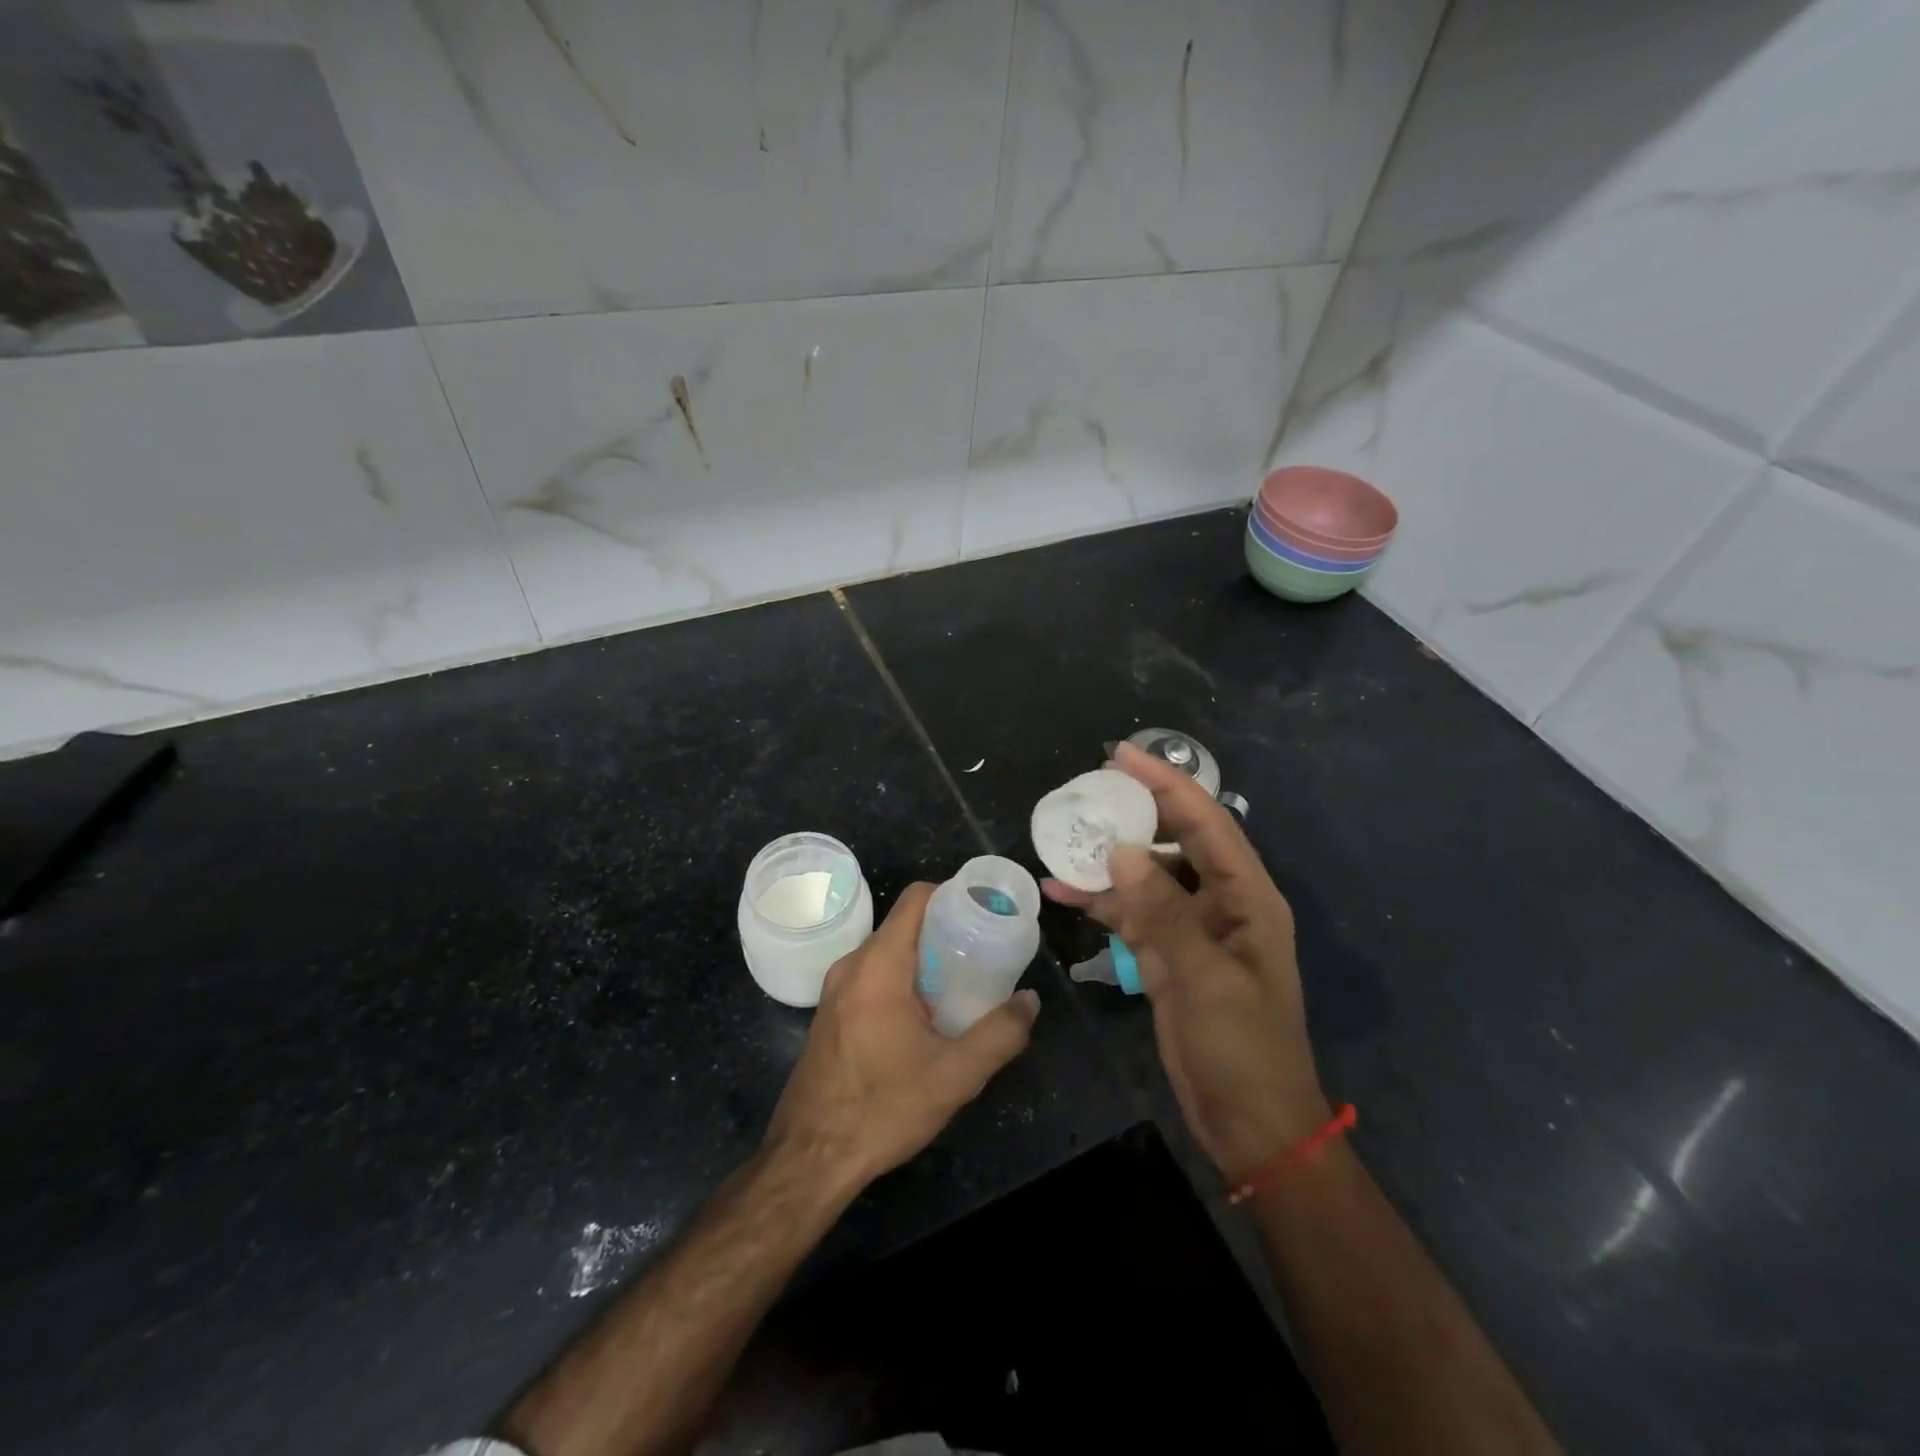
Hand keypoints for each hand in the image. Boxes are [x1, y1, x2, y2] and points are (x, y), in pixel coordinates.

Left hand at [765, 881, 1039, 1190]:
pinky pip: (872, 976)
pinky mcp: (830, 1013)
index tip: (985, 914)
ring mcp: (835, 990)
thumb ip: (1000, 1034)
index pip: (916, 899)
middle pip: (904, 925)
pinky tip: (926, 1015)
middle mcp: (852, 965)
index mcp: (878, 965)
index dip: (953, 896)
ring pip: (887, 953)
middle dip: (945, 931)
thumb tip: (1030, 1001)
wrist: (810, 1158)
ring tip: (961, 983)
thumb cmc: (882, 1107)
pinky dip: (902, 979)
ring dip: (923, 958)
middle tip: (983, 952)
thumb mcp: (955, 1075)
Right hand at [1044, 743, 1328, 1181]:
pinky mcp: (1168, 957)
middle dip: (1134, 813)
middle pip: (1175, 841)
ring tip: (1062, 841)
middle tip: (1087, 791)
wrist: (1251, 1125)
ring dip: (1108, 862)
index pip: (1206, 823)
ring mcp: (1192, 931)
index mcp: (1247, 898)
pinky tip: (1062, 894)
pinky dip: (1101, 903)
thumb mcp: (1205, 979)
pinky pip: (1132, 915)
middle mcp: (1221, 903)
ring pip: (1147, 878)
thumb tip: (1121, 853)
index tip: (1122, 755)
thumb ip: (1163, 912)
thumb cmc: (1243, 1050)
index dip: (1166, 784)